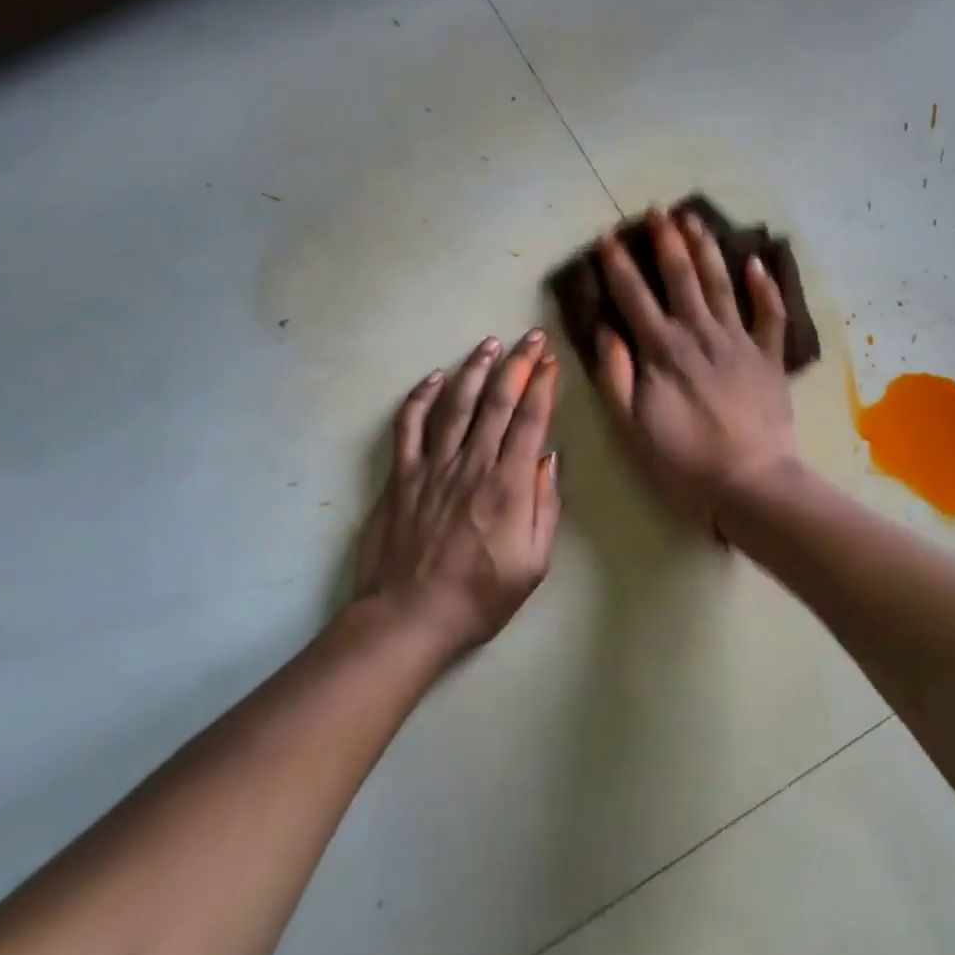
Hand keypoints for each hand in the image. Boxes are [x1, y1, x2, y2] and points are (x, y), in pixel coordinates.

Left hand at [355, 330, 561, 653]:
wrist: (410, 617)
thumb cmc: (480, 596)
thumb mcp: (534, 563)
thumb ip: (546, 507)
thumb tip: (549, 458)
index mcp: (508, 485)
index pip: (530, 420)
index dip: (543, 385)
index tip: (552, 361)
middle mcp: (472, 464)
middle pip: (497, 401)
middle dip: (518, 364)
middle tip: (532, 337)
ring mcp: (433, 466)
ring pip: (456, 404)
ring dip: (475, 369)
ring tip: (489, 344)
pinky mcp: (402, 475)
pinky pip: (410, 426)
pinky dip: (421, 398)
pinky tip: (434, 378)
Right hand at [594, 208, 798, 534]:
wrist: (752, 484)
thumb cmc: (684, 460)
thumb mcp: (632, 426)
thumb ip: (615, 375)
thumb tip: (605, 329)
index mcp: (663, 350)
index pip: (634, 296)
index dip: (618, 265)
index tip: (607, 237)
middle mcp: (700, 333)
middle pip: (681, 277)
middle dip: (665, 241)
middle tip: (657, 210)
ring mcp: (739, 342)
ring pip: (721, 284)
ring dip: (706, 249)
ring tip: (694, 219)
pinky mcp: (769, 357)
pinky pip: (770, 315)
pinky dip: (764, 287)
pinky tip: (756, 262)